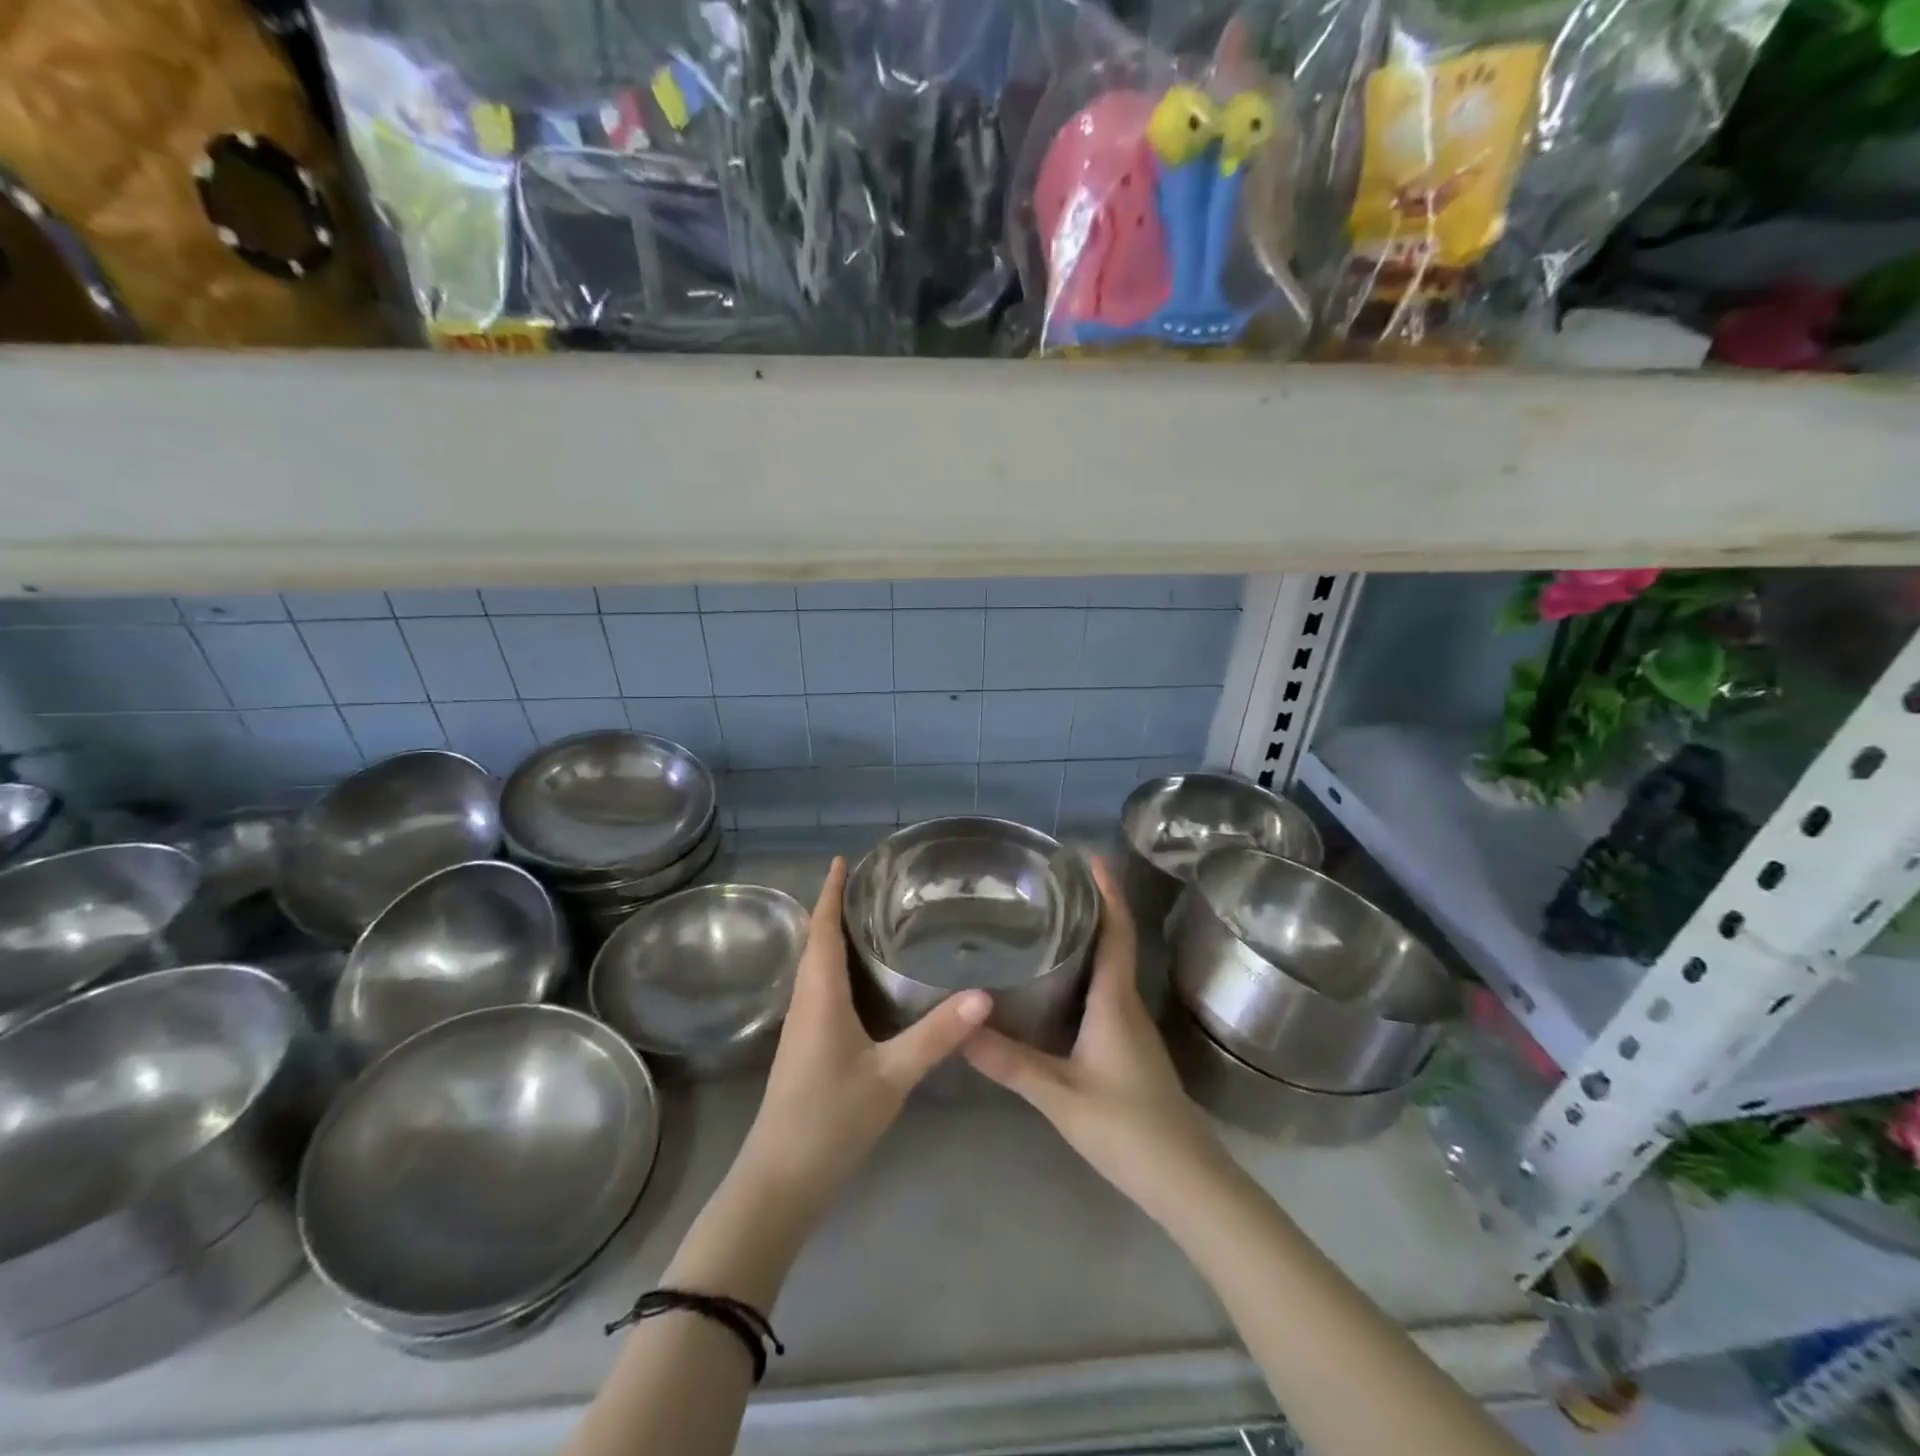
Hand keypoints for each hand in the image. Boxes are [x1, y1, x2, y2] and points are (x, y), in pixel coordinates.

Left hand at [736, 858, 988, 1217]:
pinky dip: (836, 966)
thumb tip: (983, 995)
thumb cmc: (831, 1119)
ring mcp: (801, 1026)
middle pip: (816, 942)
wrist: (781, 1179)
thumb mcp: (891, 1076)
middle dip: (834, 907)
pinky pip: (819, 989)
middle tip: (870, 882)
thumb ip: (936, 1035)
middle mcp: (805, 1002)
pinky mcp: (805, 1046)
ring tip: (868, 917)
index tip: (842, 860)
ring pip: (815, 967)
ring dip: (833, 936)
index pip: (822, 930)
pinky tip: (862, 978)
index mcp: (820, 996)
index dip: (830, 893)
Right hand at [963, 858, 1233, 1227]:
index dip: (1108, 892)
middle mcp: (1127, 1005)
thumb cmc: (1127, 1129)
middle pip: (1114, 942)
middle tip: (1052, 884)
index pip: (1117, 933)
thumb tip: (961, 1026)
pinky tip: (1059, 983)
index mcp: (1115, 1002)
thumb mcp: (1059, 1095)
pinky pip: (1107, 993)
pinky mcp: (1129, 1048)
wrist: (1186, 1182)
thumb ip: (1010, 1062)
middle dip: (1092, 907)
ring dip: (1089, 939)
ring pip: (1111, 969)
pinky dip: (1087, 972)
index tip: (1091, 856)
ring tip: (1049, 921)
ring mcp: (1131, 1028)